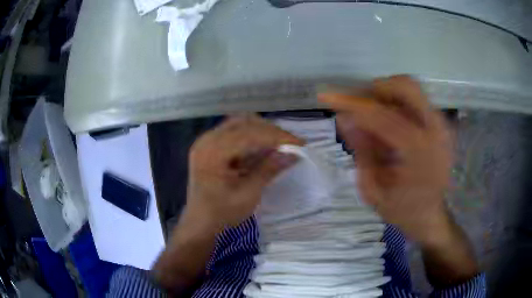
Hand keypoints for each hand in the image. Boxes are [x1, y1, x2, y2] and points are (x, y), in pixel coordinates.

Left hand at [186, 115, 303, 228]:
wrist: (199, 223)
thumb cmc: (221, 214)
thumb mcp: (248, 195)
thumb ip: (269, 170)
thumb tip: (294, 154)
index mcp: (212, 152)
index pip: (249, 134)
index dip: (277, 137)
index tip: (300, 144)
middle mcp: (207, 140)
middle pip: (244, 122)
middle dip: (271, 131)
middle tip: (292, 144)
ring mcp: (206, 141)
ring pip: (240, 123)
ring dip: (262, 131)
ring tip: (280, 144)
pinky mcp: (209, 145)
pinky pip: (234, 131)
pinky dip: (252, 135)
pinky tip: (264, 146)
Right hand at [318, 75, 452, 245]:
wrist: (431, 216)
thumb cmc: (403, 210)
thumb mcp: (373, 190)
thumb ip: (361, 151)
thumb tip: (343, 118)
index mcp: (419, 152)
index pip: (382, 116)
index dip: (352, 104)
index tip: (327, 98)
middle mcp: (436, 131)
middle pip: (405, 86)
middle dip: (376, 90)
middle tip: (359, 107)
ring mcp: (442, 125)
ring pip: (411, 89)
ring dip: (386, 96)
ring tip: (374, 118)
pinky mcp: (442, 125)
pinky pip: (416, 100)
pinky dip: (397, 104)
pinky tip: (390, 126)